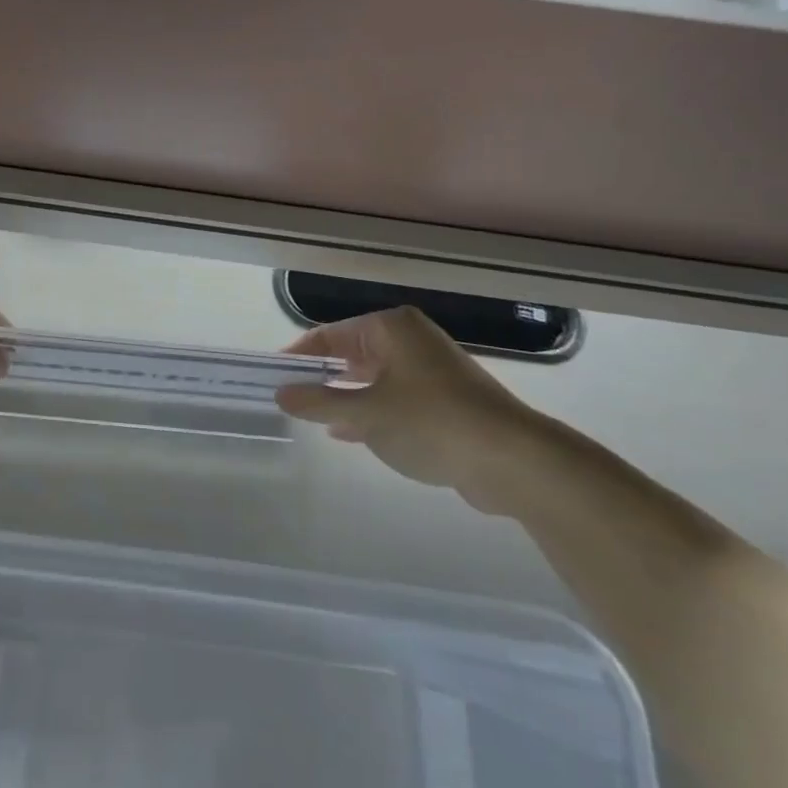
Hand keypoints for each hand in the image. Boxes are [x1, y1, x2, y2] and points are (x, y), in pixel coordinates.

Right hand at [276, 308, 541, 508]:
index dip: (299, 355)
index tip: (273, 376)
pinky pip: (394, 398)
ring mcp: (430, 370)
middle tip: (290, 399)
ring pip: (373, 378)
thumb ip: (319, 402)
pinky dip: (371, 411)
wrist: (513, 460)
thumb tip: (281, 393)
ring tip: (313, 418)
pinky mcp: (445, 400)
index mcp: (390, 328)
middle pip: (351, 354)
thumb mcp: (366, 413)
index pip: (330, 334)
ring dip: (345, 397)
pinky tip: (349, 433)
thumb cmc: (431, 422)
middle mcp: (410, 340)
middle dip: (321, 377)